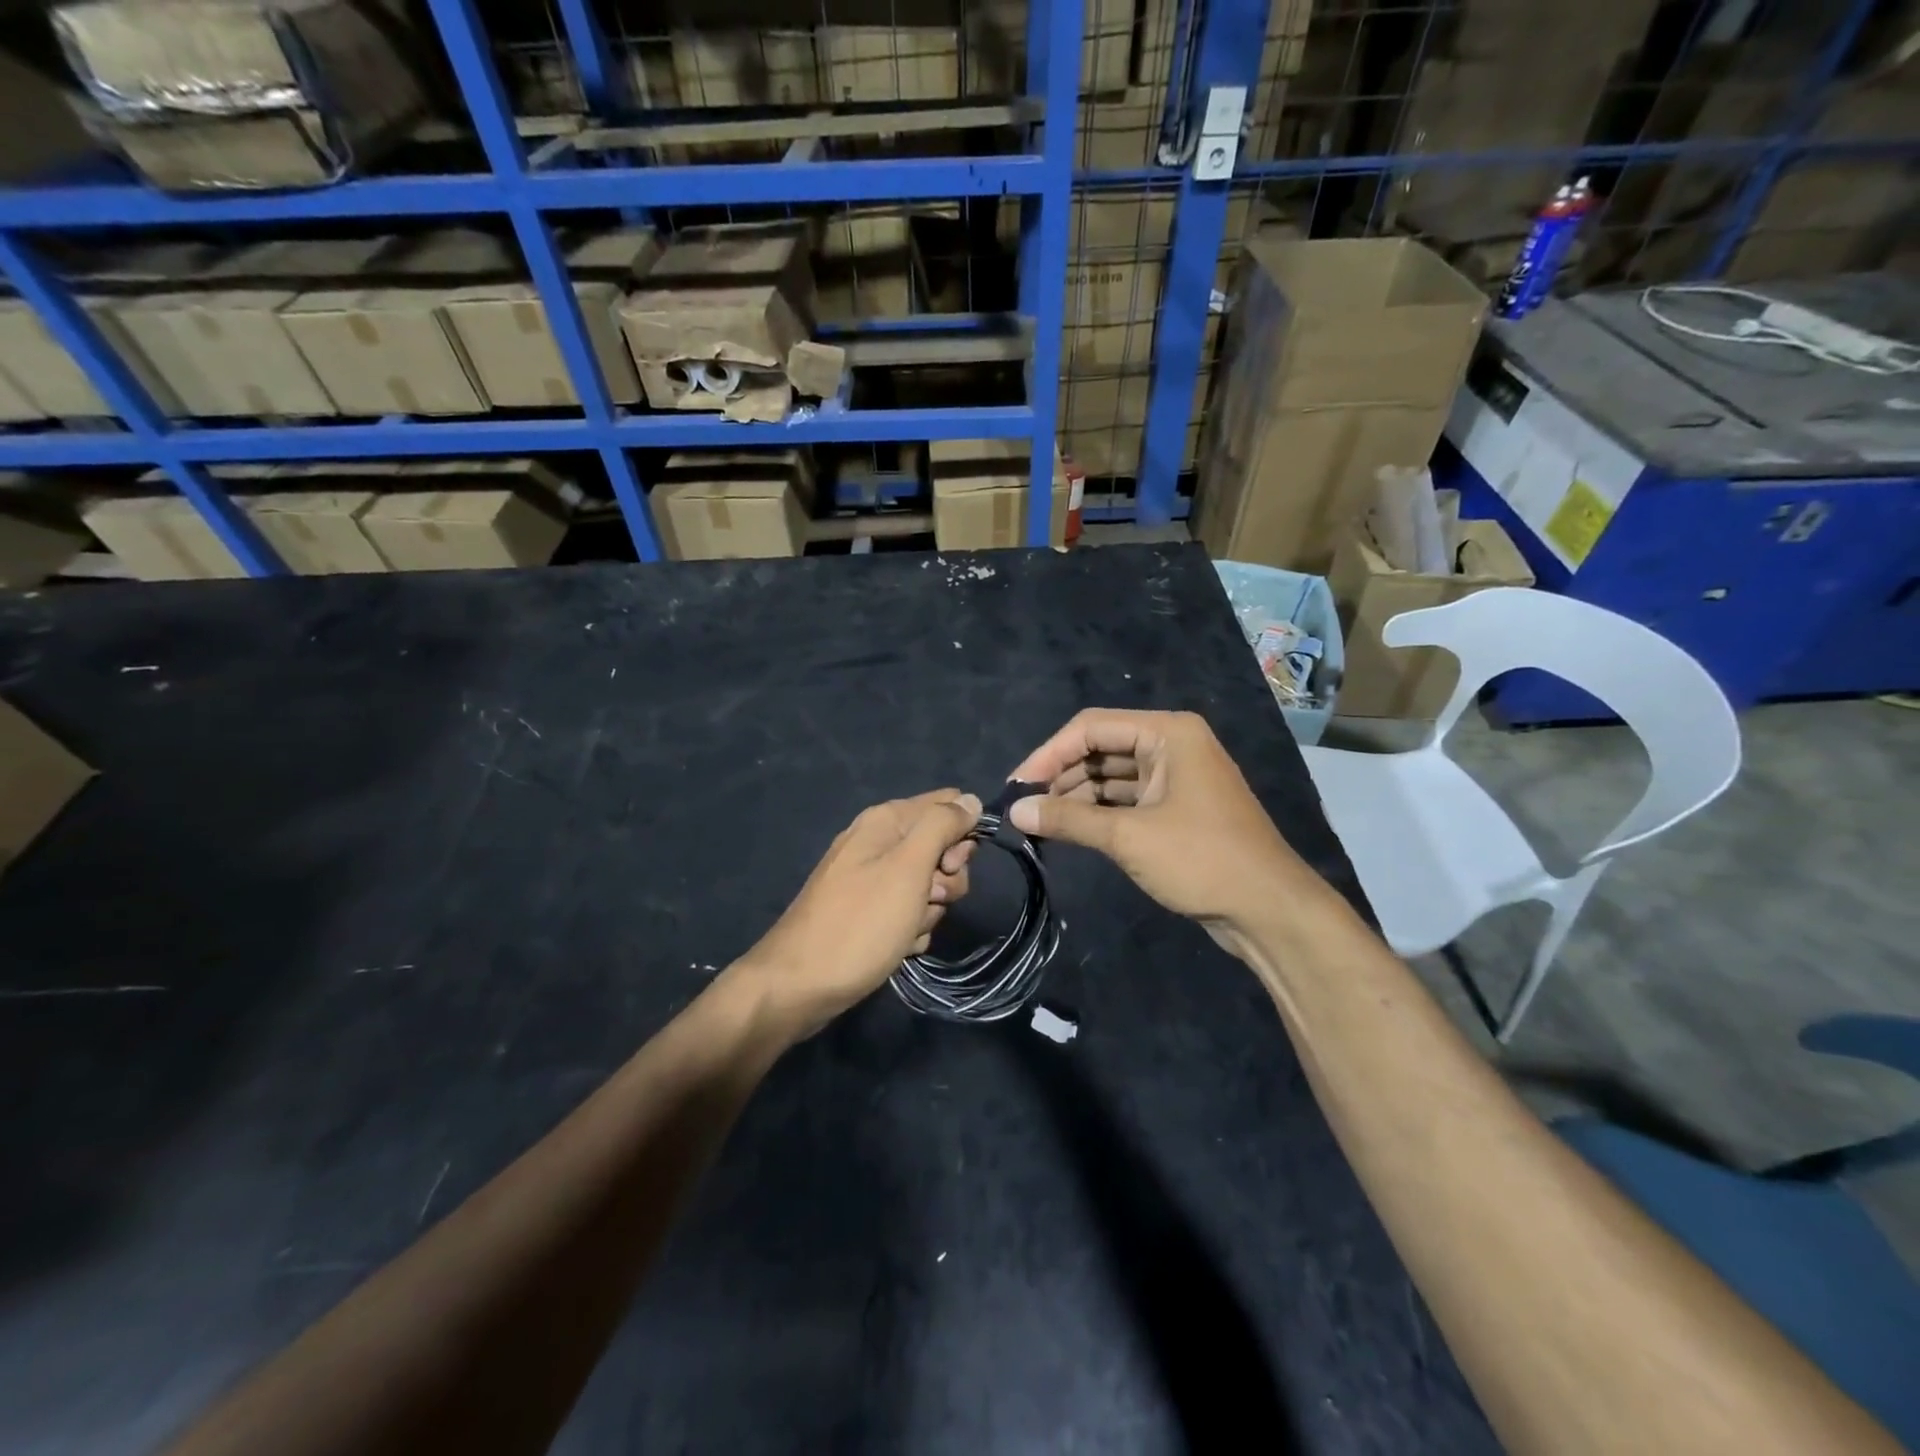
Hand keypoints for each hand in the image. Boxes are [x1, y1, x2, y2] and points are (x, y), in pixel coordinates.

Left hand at [737, 790, 980, 1033]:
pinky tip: (896, 946)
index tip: (952, 865)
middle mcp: (878, 842)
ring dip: (929, 910)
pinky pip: (909, 912)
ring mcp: (872, 879)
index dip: (962, 833)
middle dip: (946, 878)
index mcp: (886, 820)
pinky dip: (910, 930)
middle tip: (929, 898)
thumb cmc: (860, 923)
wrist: (800, 985)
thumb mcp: (908, 867)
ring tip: (905, 929)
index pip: (949, 804)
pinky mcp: (869, 912)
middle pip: (942, 847)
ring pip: (930, 885)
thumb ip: (942, 826)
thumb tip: (972, 800)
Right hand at [1008, 709, 1315, 945]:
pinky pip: (1127, 798)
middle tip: (1024, 807)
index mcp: (1167, 733)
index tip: (1016, 786)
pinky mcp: (1176, 807)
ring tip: (1039, 822)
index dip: (1049, 754)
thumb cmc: (1201, 859)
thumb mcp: (1129, 837)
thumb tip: (1015, 811)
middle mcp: (1172, 745)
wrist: (1269, 910)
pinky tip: (1069, 829)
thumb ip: (1069, 819)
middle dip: (1061, 776)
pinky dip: (1098, 811)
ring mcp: (1176, 777)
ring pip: (1112, 775)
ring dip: (1077, 796)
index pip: (1091, 727)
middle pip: (1101, 748)